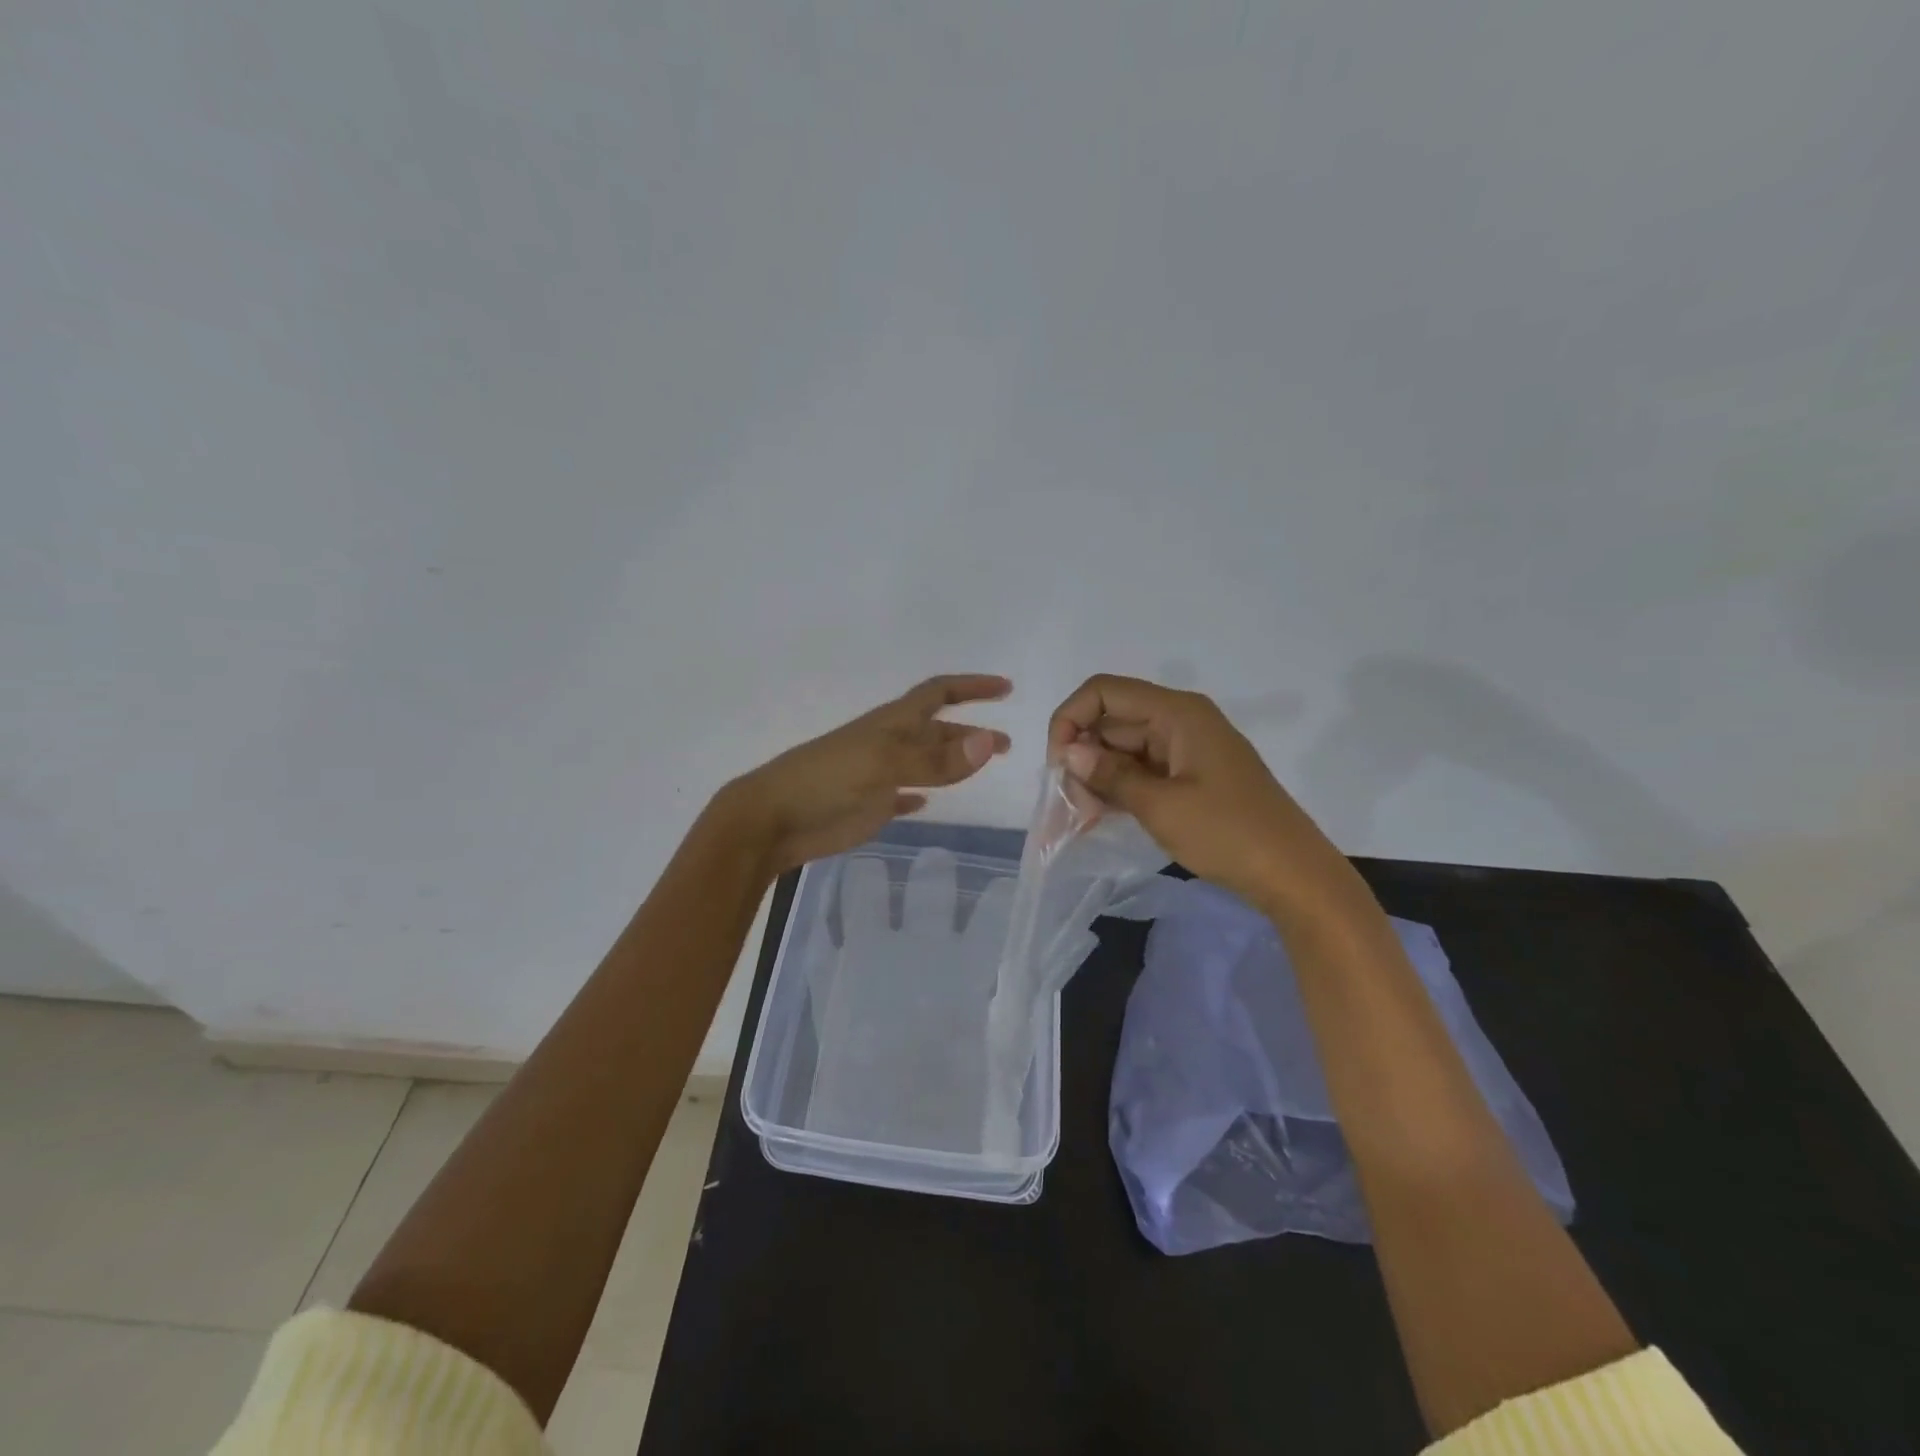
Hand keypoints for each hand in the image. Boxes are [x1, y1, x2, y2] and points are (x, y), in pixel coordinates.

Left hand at [719, 675, 1011, 875]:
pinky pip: (903, 793)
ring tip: (983, 765)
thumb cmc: (826, 781)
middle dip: (971, 731)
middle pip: (937, 730)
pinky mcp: (869, 804)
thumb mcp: (883, 765)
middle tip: (1007, 744)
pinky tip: (929, 802)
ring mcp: (879, 774)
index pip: (938, 693)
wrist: (773, 819)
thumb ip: (935, 759)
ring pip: (925, 761)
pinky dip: (920, 793)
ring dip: (954, 759)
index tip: (1005, 688)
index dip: (971, 687)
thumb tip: (990, 742)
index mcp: (891, 723)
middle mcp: (889, 743)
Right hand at [1047, 674, 1356, 915]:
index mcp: (1177, 713)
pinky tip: (1099, 817)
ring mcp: (1186, 750)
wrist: (1293, 875)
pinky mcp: (1190, 777)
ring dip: (1098, 777)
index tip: (1058, 765)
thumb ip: (1109, 775)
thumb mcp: (1160, 806)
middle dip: (1082, 756)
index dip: (1070, 719)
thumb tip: (1068, 753)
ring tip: (1082, 818)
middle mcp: (1179, 721)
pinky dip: (1119, 789)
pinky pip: (1142, 771)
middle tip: (1069, 804)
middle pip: (1112, 721)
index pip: (1103, 692)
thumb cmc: (1228, 833)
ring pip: (1123, 749)